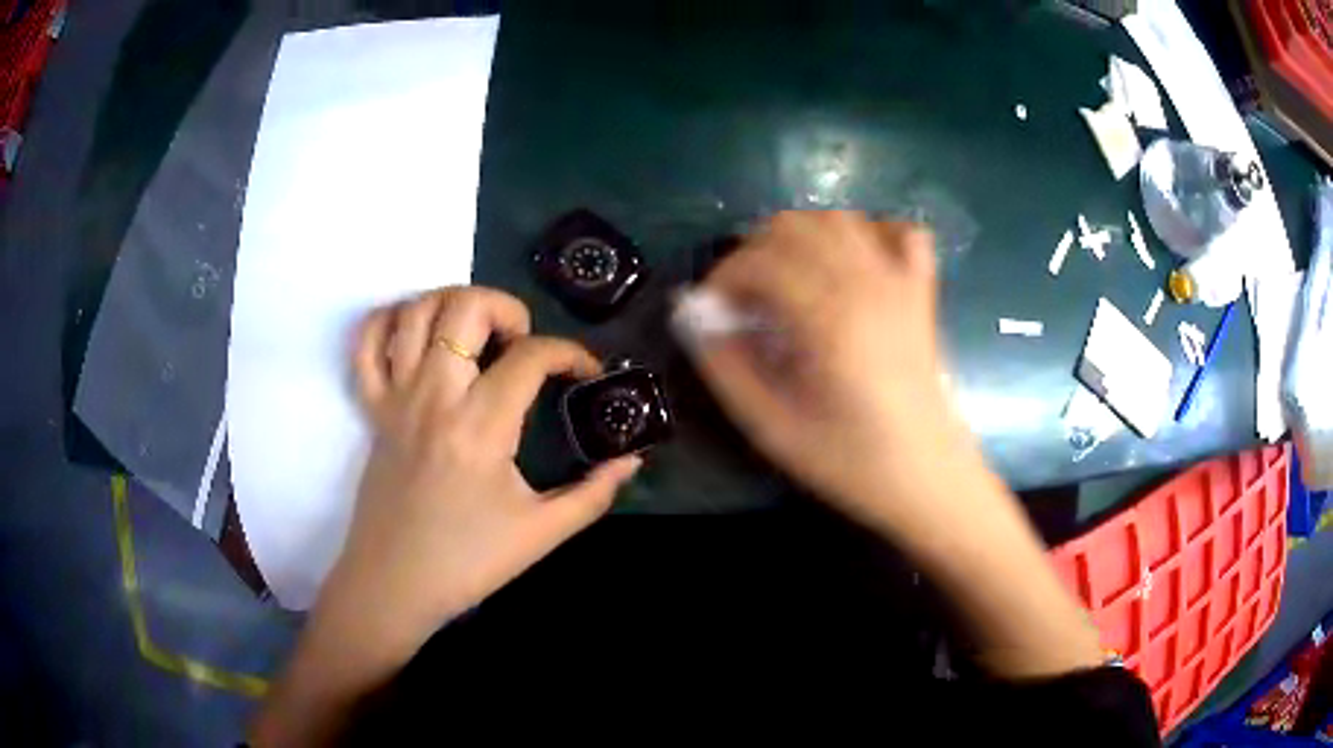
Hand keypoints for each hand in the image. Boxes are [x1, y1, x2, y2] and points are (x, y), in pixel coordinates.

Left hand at [326, 287, 639, 656]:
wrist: (394, 584)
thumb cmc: (468, 562)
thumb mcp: (542, 533)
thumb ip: (594, 493)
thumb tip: (632, 460)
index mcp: (480, 426)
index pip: (532, 356)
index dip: (571, 353)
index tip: (585, 373)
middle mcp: (434, 395)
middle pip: (466, 307)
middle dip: (506, 308)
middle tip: (521, 343)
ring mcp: (395, 396)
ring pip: (416, 311)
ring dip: (453, 305)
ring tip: (474, 335)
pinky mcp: (371, 407)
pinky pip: (366, 341)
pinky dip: (390, 320)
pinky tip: (417, 335)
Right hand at [689, 212, 969, 536]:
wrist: (929, 479)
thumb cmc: (852, 462)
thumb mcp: (773, 428)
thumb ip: (725, 365)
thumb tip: (690, 313)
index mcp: (828, 318)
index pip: (758, 260)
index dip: (722, 277)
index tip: (711, 312)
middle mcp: (866, 283)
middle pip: (795, 226)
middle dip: (754, 251)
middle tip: (742, 298)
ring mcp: (901, 282)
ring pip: (840, 219)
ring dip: (800, 235)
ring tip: (784, 278)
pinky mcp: (922, 292)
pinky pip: (900, 232)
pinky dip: (869, 232)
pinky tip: (850, 262)